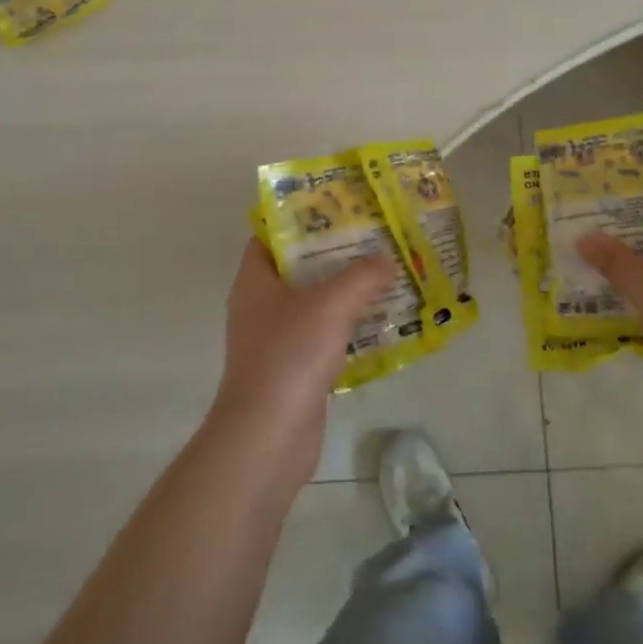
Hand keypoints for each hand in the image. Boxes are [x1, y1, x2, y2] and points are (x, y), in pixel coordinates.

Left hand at [211, 239, 397, 485]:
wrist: (269, 435)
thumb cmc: (291, 354)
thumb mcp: (333, 303)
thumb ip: (363, 275)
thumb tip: (387, 260)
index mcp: (255, 280)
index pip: (271, 235)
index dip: (300, 218)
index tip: (338, 208)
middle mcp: (259, 306)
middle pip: (298, 268)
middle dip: (334, 254)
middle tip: (373, 238)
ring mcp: (274, 340)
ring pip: (313, 304)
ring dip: (345, 292)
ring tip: (385, 275)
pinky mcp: (292, 370)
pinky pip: (323, 337)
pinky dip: (347, 328)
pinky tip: (380, 323)